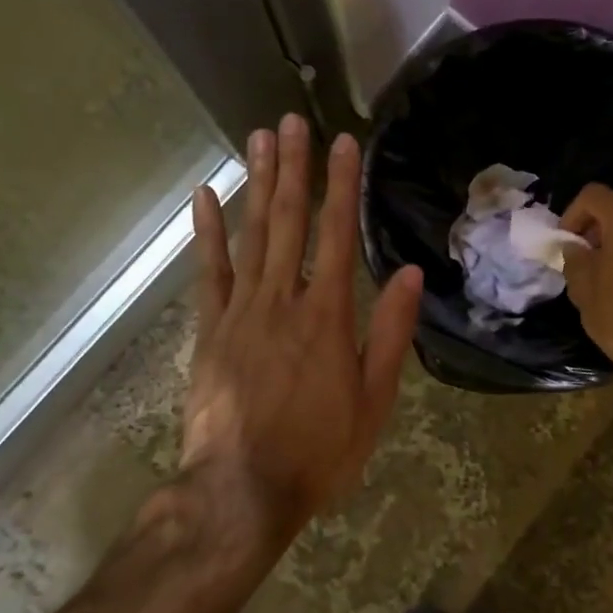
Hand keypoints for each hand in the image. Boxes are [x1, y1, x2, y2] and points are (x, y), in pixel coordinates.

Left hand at [177, 114, 422, 547]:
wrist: (242, 491)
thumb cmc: (319, 450)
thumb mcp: (373, 400)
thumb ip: (389, 334)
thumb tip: (407, 275)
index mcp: (327, 317)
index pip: (336, 235)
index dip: (342, 186)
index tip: (345, 144)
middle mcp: (282, 300)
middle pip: (289, 222)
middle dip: (295, 168)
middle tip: (294, 121)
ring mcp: (239, 312)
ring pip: (251, 235)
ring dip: (256, 185)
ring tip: (260, 139)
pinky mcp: (209, 330)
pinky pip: (208, 272)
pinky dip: (208, 232)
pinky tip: (205, 197)